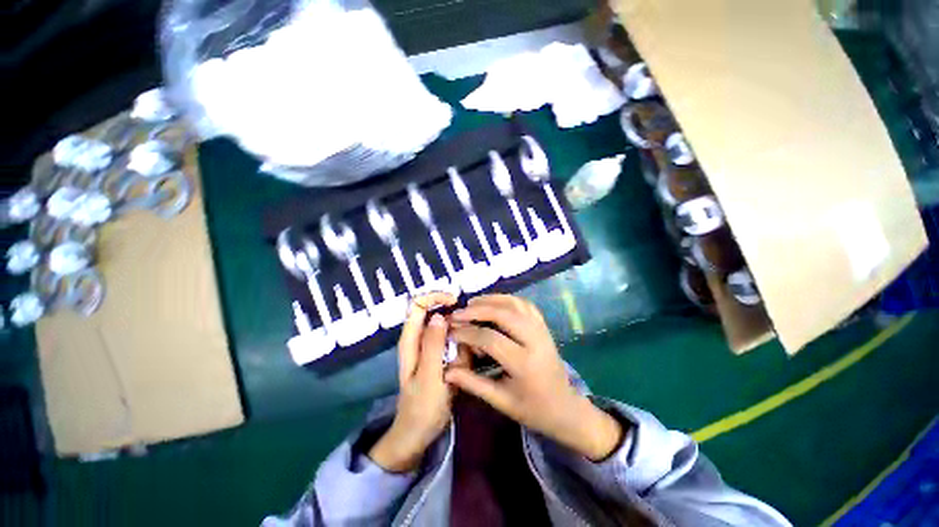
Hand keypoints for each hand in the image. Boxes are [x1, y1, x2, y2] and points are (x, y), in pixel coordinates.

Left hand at [369, 292, 458, 472]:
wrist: (418, 434)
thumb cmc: (421, 407)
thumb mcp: (429, 376)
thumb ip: (433, 345)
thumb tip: (439, 316)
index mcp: (410, 340)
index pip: (419, 304)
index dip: (436, 297)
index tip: (456, 302)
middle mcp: (418, 339)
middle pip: (437, 313)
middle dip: (455, 320)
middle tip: (470, 335)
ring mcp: (430, 347)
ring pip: (449, 328)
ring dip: (462, 336)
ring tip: (470, 355)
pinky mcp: (440, 356)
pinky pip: (454, 342)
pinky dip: (463, 346)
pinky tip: (469, 360)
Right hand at [444, 295, 622, 461]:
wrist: (565, 407)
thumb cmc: (533, 409)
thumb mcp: (501, 402)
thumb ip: (473, 383)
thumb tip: (447, 371)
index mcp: (524, 364)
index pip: (490, 339)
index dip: (468, 333)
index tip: (451, 332)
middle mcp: (535, 340)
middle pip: (503, 314)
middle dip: (477, 310)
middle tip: (458, 313)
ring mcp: (541, 329)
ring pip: (514, 304)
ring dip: (491, 300)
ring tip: (471, 303)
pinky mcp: (543, 325)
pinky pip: (524, 304)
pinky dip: (507, 299)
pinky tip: (494, 302)